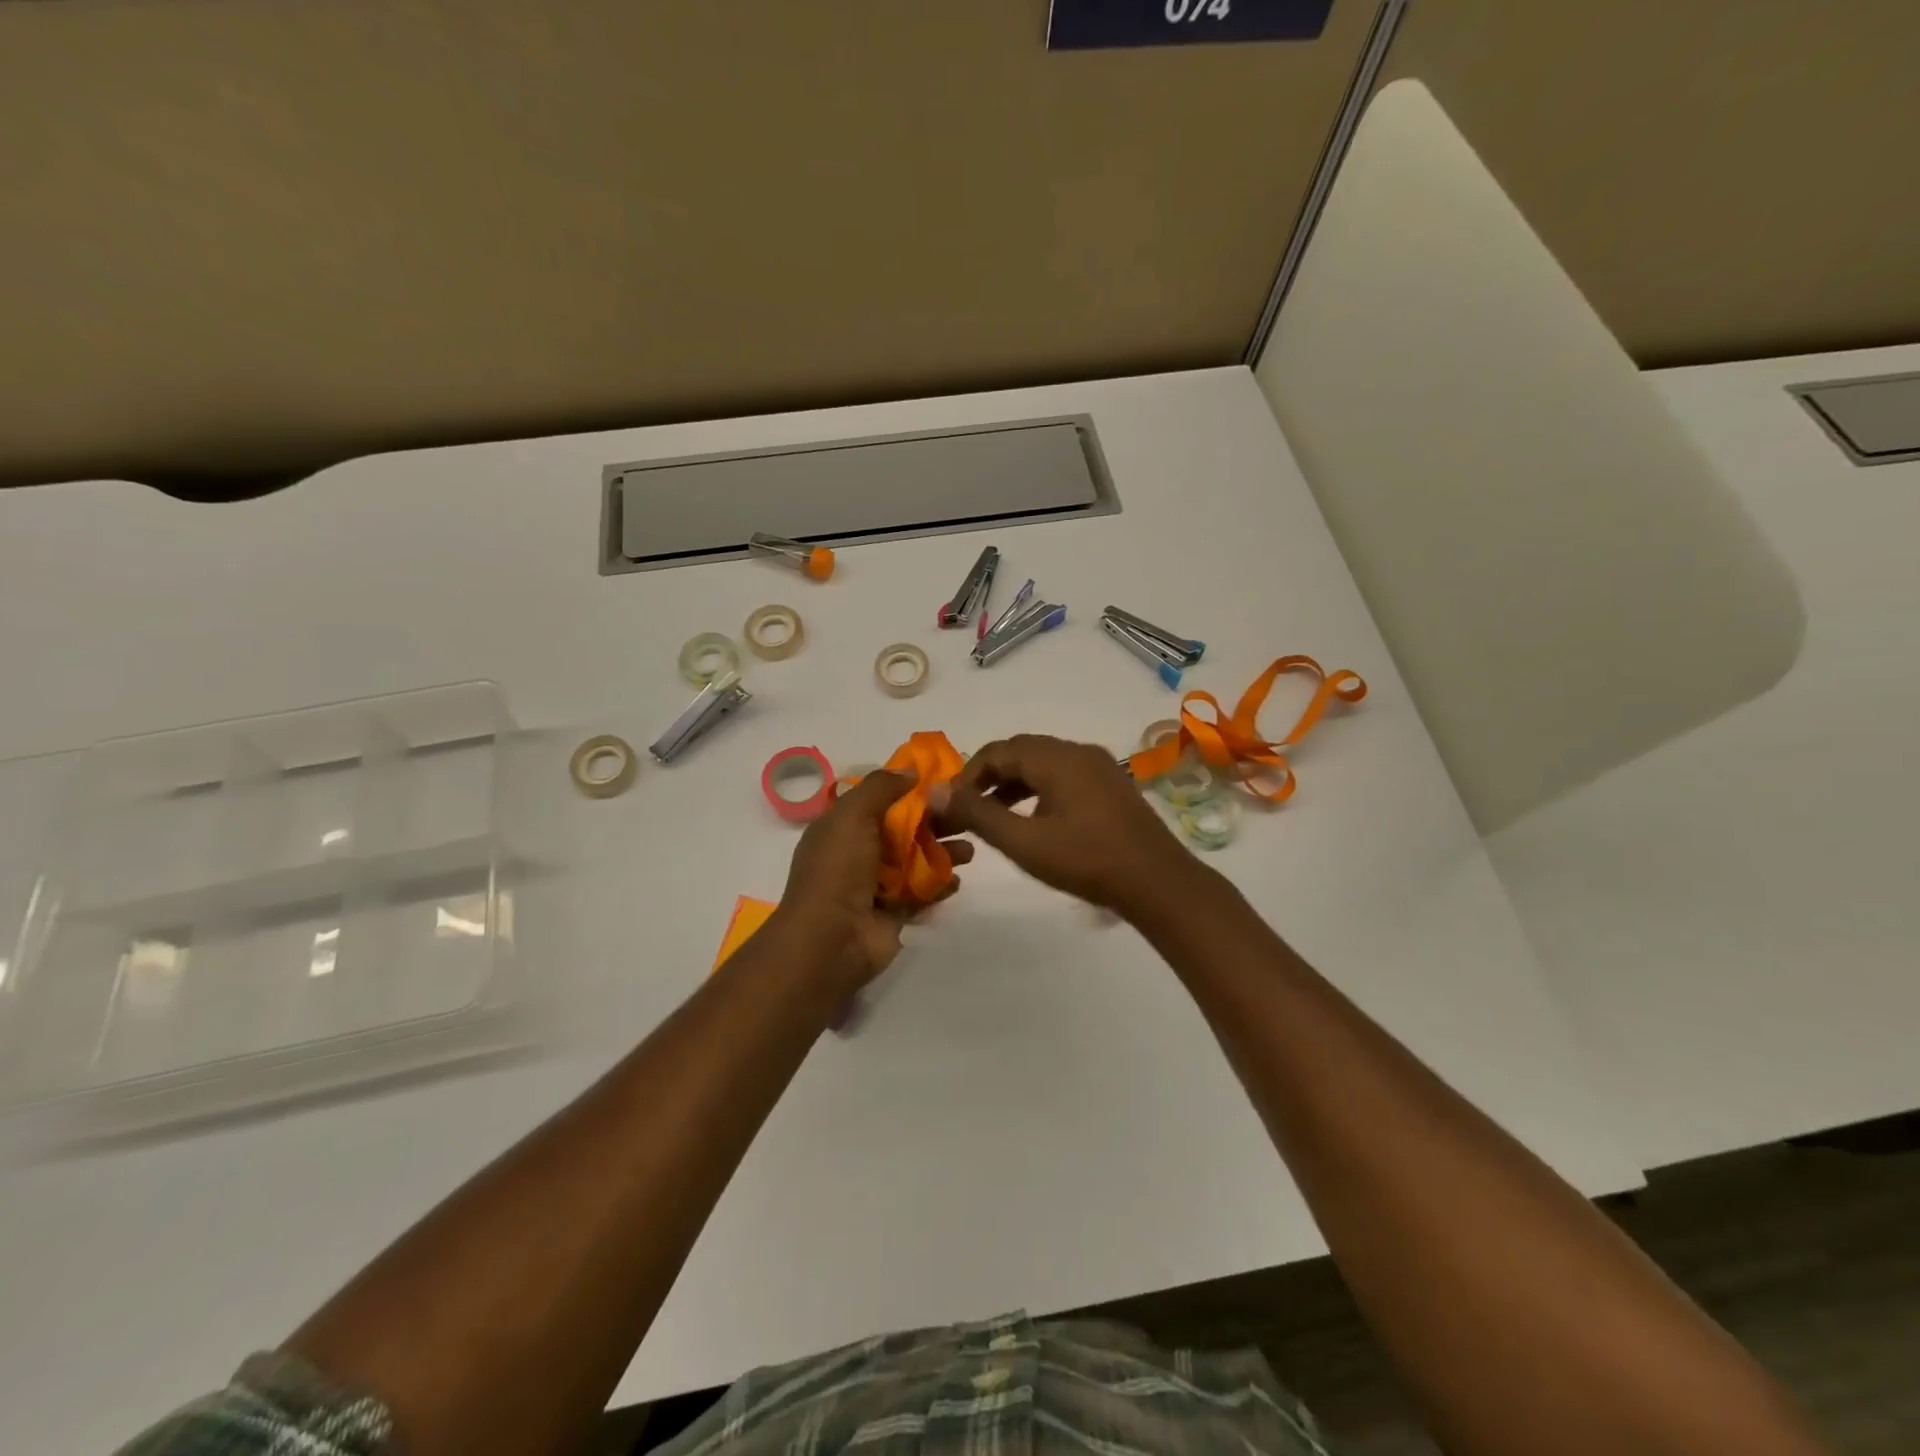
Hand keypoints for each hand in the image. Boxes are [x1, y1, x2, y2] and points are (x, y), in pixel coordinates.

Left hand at [776, 770, 972, 993]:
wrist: (831, 940)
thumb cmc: (839, 869)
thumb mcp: (852, 815)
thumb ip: (881, 787)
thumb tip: (910, 769)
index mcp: (842, 826)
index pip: (879, 799)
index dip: (909, 789)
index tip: (943, 781)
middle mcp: (858, 852)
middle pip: (904, 828)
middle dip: (935, 821)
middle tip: (965, 815)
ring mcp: (877, 884)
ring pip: (917, 860)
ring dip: (943, 852)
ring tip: (969, 851)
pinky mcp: (895, 912)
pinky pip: (923, 892)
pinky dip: (940, 885)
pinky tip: (956, 880)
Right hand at [930, 734, 1201, 914]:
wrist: (1157, 882)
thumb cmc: (1085, 860)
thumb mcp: (1023, 842)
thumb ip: (977, 814)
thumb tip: (933, 791)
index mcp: (1055, 758)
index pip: (997, 751)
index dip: (967, 775)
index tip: (951, 805)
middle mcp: (1077, 751)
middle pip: (1021, 752)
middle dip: (989, 777)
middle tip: (968, 808)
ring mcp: (1099, 766)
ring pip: (1044, 763)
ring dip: (1014, 783)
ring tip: (994, 815)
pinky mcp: (1112, 785)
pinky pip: (1065, 775)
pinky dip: (1039, 789)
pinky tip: (1034, 819)